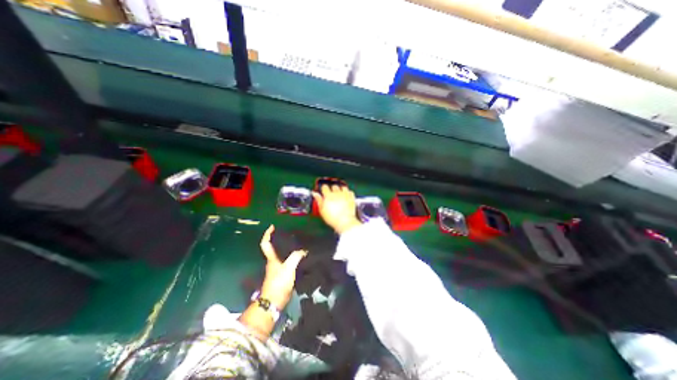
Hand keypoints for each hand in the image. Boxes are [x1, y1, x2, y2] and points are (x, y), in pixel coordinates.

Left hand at [258, 225, 305, 308]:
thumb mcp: (288, 268)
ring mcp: (277, 269)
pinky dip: (292, 257)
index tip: (272, 226)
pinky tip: (300, 256)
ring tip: (297, 242)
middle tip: (289, 232)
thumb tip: (303, 250)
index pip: (266, 243)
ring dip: (287, 248)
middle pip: (274, 248)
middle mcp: (273, 262)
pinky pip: (287, 262)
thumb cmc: (279, 283)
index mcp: (271, 258)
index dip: (267, 234)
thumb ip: (296, 257)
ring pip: (281, 255)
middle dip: (279, 239)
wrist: (275, 301)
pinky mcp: (283, 275)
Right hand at [313, 184, 361, 233]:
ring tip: (340, 194)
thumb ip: (318, 200)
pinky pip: (350, 191)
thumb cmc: (332, 218)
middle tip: (332, 194)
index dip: (324, 189)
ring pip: (343, 187)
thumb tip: (314, 194)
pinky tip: (347, 196)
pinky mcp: (351, 198)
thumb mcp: (322, 210)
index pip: (325, 187)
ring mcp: (345, 194)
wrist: (344, 221)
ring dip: (341, 189)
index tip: (324, 191)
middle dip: (332, 189)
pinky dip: (348, 193)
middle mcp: (337, 193)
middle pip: (334, 186)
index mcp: (328, 196)